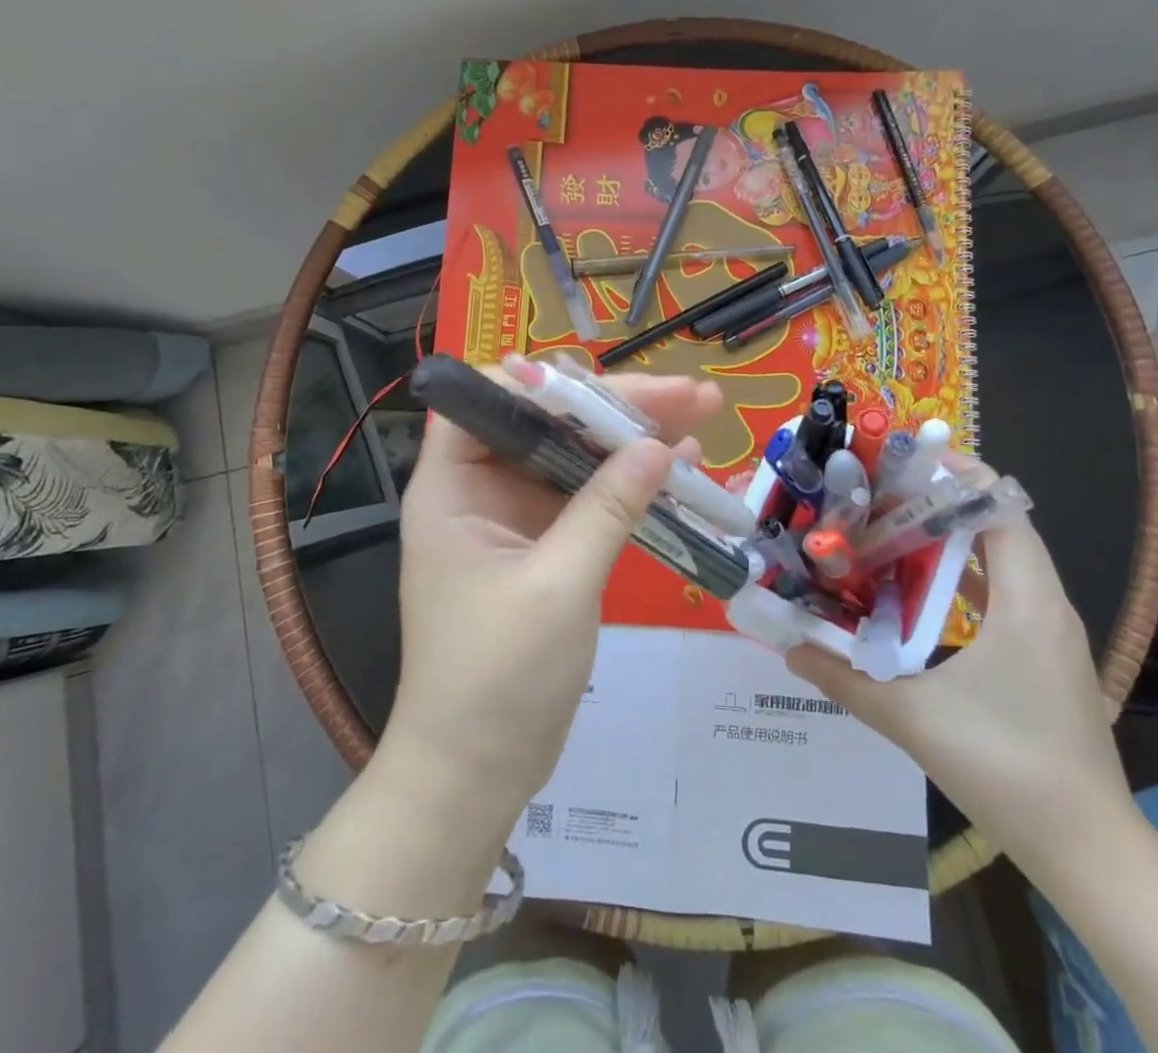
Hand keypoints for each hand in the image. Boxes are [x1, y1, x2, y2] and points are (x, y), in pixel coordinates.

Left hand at [379, 370, 720, 833]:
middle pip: (547, 422)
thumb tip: (659, 444)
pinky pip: (589, 498)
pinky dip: (631, 484)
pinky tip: (682, 470)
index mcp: (454, 485)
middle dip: (616, 407)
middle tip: (690, 393)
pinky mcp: (545, 547)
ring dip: (634, 439)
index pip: (489, 400)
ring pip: (575, 456)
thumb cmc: (497, 679)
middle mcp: (480, 489)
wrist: (476, 774)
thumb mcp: (558, 586)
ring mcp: (515, 518)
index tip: (608, 385)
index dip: (545, 382)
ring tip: (704, 416)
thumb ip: (608, 508)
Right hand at [786, 468, 1138, 869]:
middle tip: (877, 497)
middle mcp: (1045, 604)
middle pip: (997, 525)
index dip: (955, 476)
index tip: (900, 464)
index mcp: (1026, 603)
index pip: (1000, 508)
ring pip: (1001, 559)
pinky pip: (1003, 593)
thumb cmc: (1006, 768)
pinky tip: (918, 589)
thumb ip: (844, 679)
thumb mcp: (913, 719)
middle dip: (939, 502)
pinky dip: (963, 576)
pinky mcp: (1044, 657)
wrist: (1089, 850)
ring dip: (949, 539)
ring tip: (888, 531)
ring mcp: (1049, 632)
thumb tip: (788, 648)